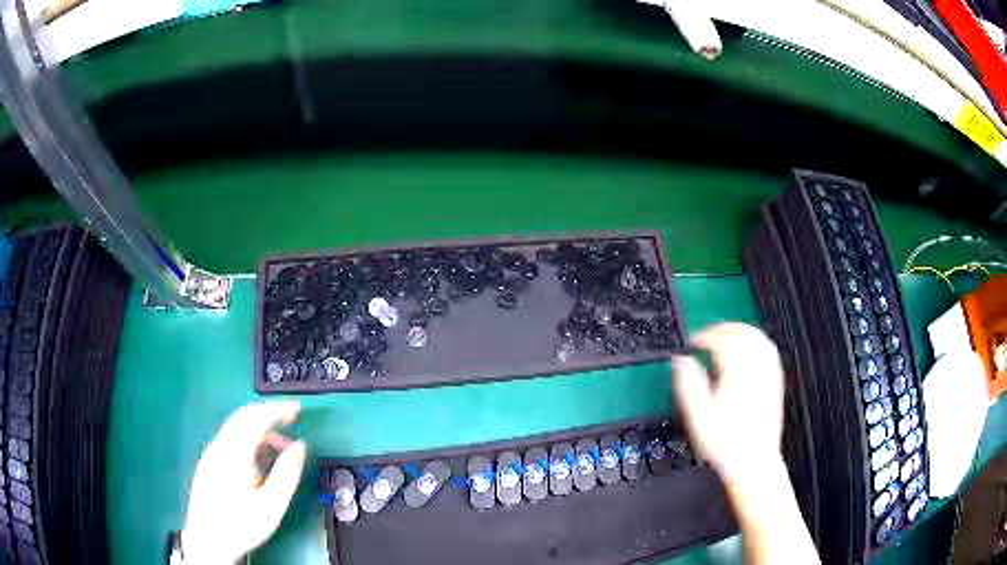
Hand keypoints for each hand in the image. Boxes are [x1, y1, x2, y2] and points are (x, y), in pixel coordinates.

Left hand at [181, 402, 306, 563]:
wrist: (208, 541)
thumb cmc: (241, 525)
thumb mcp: (271, 505)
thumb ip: (287, 473)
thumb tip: (300, 447)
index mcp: (234, 453)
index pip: (256, 418)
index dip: (277, 410)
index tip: (297, 409)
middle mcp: (220, 447)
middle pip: (243, 417)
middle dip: (268, 414)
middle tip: (291, 419)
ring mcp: (211, 454)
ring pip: (236, 429)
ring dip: (260, 430)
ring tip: (280, 448)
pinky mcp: (208, 464)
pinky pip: (230, 440)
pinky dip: (248, 440)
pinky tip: (258, 460)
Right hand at [672, 323, 783, 484]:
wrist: (754, 463)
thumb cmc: (726, 445)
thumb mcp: (698, 418)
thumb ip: (689, 385)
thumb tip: (682, 362)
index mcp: (736, 375)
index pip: (721, 343)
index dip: (705, 337)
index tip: (694, 341)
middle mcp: (755, 371)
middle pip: (742, 335)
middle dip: (723, 329)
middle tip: (708, 334)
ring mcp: (768, 376)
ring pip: (759, 339)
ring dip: (741, 331)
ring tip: (727, 334)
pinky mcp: (775, 384)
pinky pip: (770, 352)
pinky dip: (757, 342)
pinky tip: (750, 348)